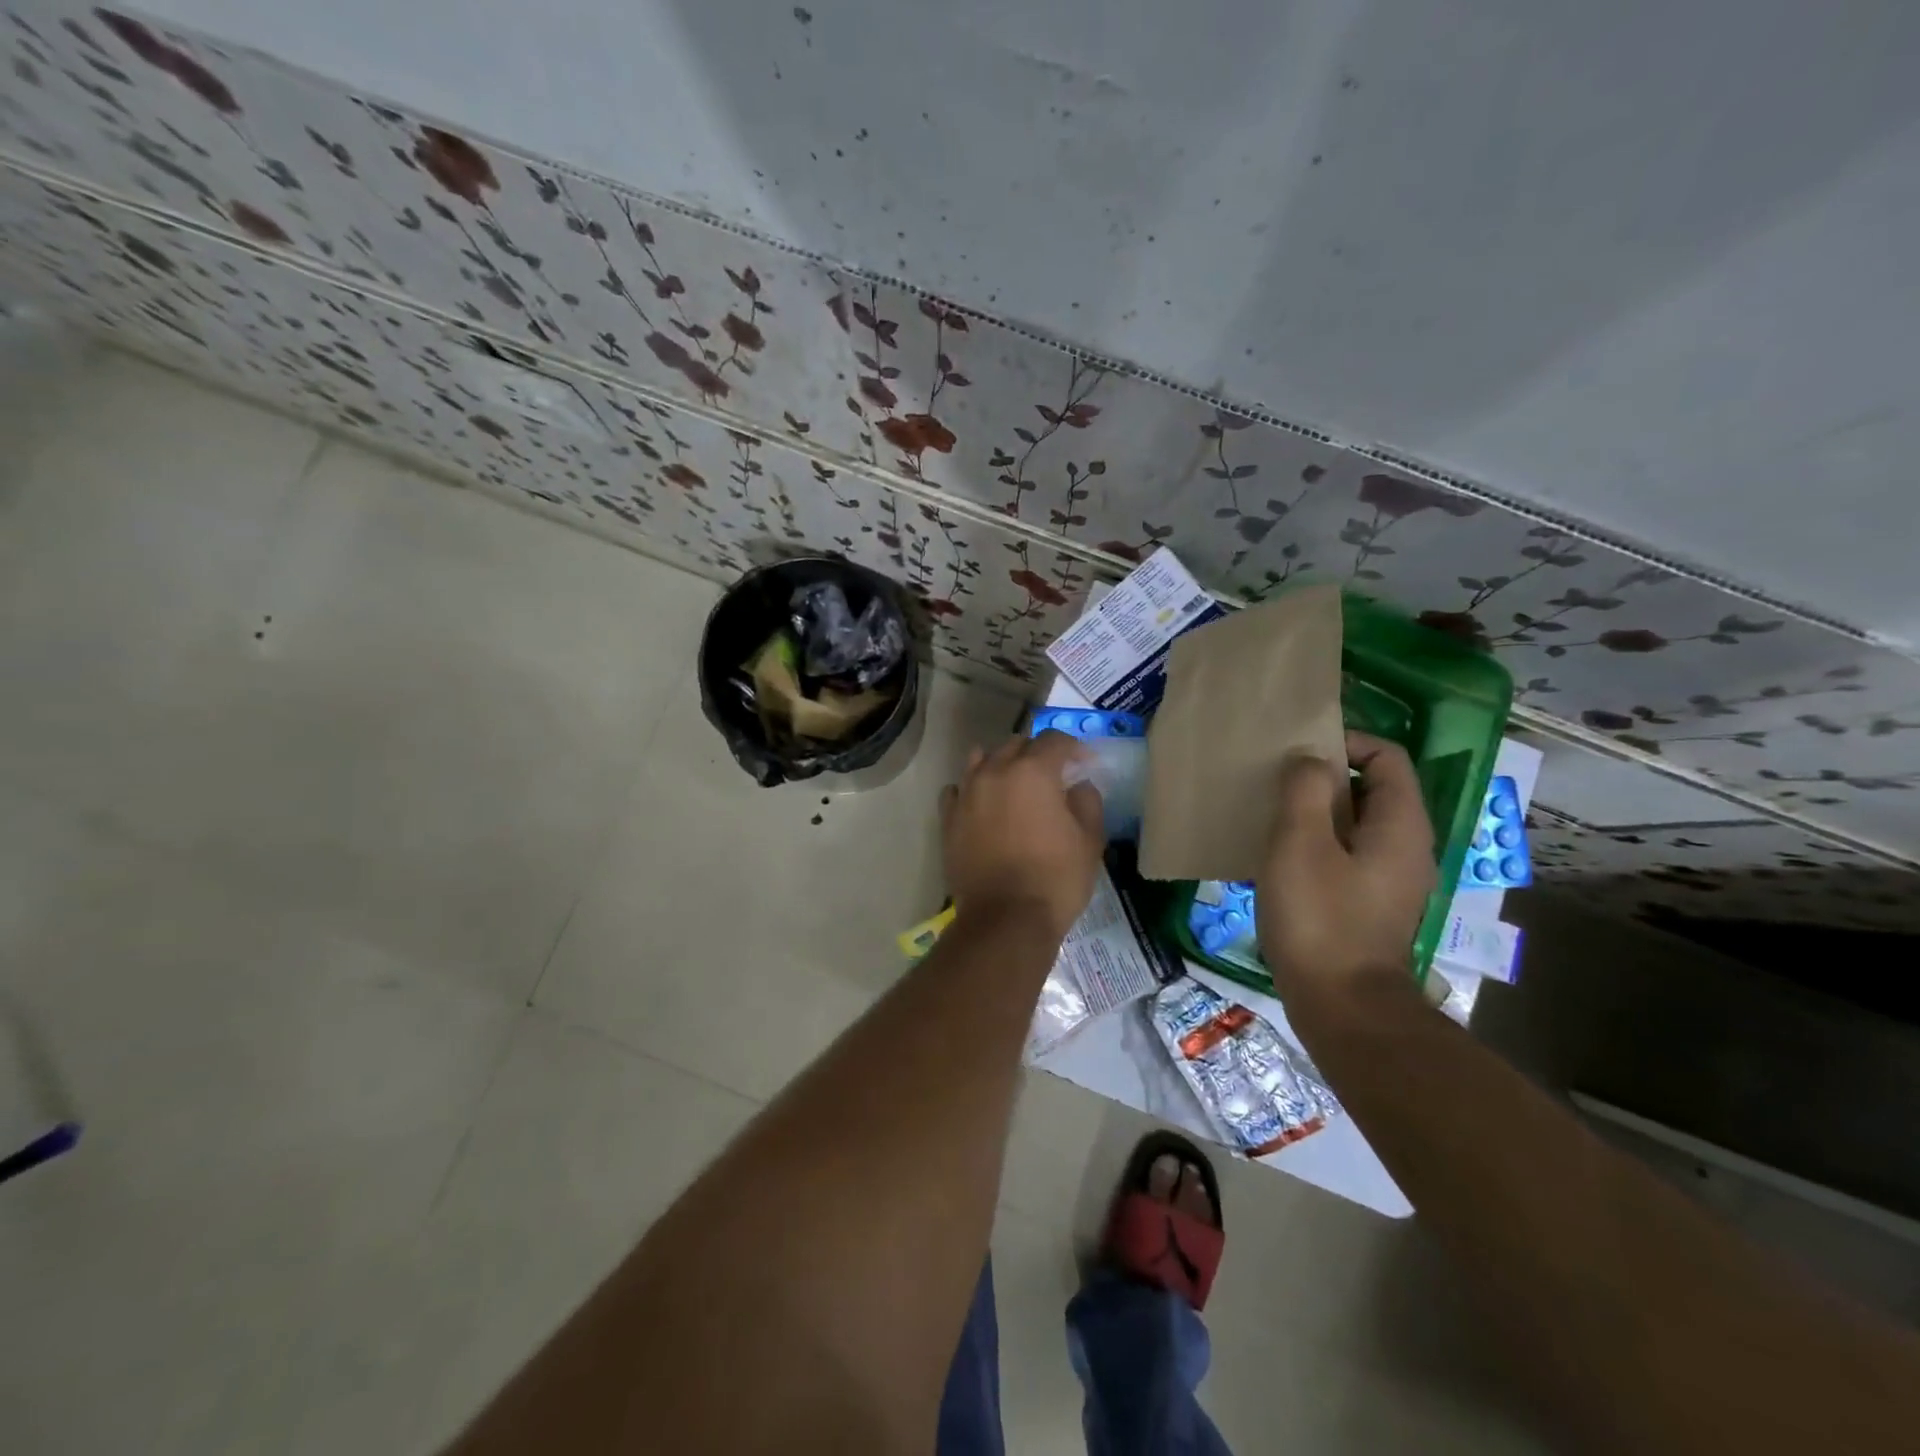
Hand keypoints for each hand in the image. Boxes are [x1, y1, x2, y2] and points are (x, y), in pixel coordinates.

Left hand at [940, 731, 1105, 940]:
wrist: (1005, 920)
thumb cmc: (1055, 879)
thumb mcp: (1089, 841)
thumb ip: (1087, 802)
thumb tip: (1078, 786)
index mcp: (1032, 771)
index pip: (1054, 741)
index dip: (1074, 748)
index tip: (1085, 763)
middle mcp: (994, 772)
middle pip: (1016, 745)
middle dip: (1037, 753)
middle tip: (1053, 775)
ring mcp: (966, 794)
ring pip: (982, 760)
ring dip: (1002, 765)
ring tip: (1015, 785)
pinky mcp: (948, 818)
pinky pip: (958, 789)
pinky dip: (973, 789)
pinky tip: (984, 804)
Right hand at [1257, 731, 1435, 998]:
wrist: (1343, 1007)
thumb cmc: (1320, 918)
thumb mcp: (1300, 844)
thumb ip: (1304, 791)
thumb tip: (1308, 760)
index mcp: (1400, 825)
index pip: (1387, 757)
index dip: (1346, 743)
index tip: (1298, 752)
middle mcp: (1406, 846)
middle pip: (1372, 788)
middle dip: (1324, 777)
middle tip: (1276, 782)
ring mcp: (1390, 879)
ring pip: (1355, 823)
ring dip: (1315, 812)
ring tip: (1271, 816)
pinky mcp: (1369, 904)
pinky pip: (1346, 854)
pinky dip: (1316, 843)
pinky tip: (1279, 859)